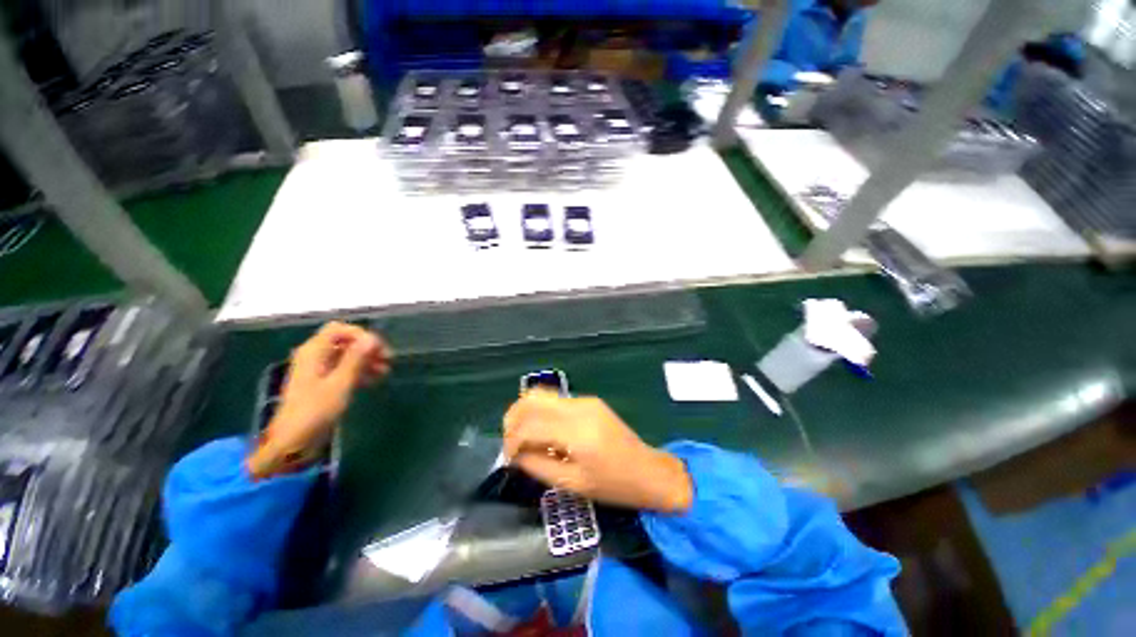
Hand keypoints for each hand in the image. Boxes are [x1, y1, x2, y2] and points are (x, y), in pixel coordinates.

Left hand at [248, 322, 391, 477]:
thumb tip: (372, 338)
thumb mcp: (340, 384)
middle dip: (367, 348)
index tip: (379, 349)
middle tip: (388, 360)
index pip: (339, 329)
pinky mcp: (322, 383)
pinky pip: (343, 369)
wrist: (292, 443)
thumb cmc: (315, 412)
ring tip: (385, 372)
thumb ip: (355, 359)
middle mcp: (314, 356)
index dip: (361, 335)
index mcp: (313, 352)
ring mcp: (317, 370)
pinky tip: (373, 381)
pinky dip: (359, 371)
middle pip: (344, 341)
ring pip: (346, 356)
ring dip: (367, 360)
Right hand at [503, 392, 692, 512]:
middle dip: (513, 418)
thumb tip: (515, 455)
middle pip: (532, 399)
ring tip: (521, 437)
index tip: (507, 457)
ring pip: (543, 396)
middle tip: (510, 441)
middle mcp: (579, 408)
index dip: (511, 440)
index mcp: (577, 432)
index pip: (530, 425)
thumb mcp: (572, 484)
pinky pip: (556, 402)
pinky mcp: (589, 401)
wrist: (648, 470)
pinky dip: (542, 413)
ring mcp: (585, 401)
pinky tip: (543, 432)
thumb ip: (538, 466)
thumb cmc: (613, 485)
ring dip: (526, 413)